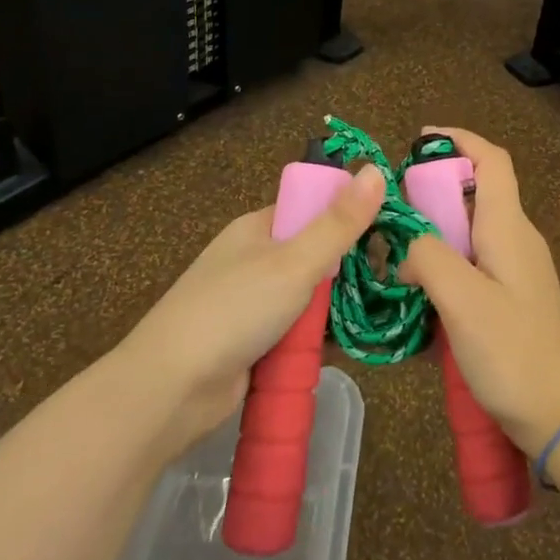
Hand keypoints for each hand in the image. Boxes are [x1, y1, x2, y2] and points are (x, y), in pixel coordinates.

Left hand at [117, 165, 385, 454]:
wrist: (170, 390)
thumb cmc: (234, 310)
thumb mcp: (294, 262)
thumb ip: (338, 222)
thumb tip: (374, 169)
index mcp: (258, 227)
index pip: (312, 208)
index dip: (348, 216)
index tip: (388, 233)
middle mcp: (253, 258)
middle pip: (313, 254)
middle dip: (343, 271)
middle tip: (385, 282)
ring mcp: (250, 302)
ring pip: (306, 296)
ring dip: (330, 310)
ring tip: (370, 316)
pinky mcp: (251, 342)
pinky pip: (294, 331)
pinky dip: (313, 339)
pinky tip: (340, 347)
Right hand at [401, 127, 559, 455]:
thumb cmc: (514, 352)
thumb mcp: (463, 300)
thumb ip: (428, 257)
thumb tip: (404, 244)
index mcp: (508, 226)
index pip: (491, 160)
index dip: (458, 139)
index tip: (418, 140)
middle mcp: (516, 238)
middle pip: (475, 192)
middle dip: (433, 190)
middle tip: (391, 209)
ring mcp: (517, 268)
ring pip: (470, 229)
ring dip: (434, 230)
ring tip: (394, 252)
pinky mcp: (512, 296)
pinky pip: (473, 261)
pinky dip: (444, 262)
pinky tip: (419, 291)